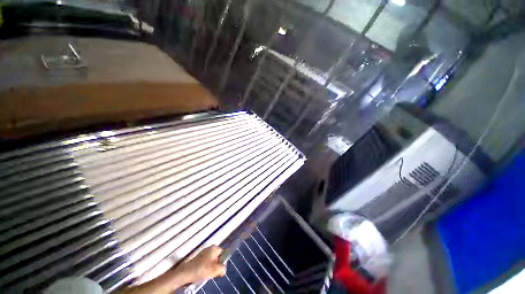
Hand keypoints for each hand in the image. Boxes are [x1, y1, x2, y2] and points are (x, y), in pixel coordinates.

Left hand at [177, 246, 226, 283]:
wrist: (186, 273)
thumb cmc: (202, 269)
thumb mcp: (216, 270)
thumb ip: (223, 268)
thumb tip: (223, 269)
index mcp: (215, 248)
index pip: (224, 252)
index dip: (224, 261)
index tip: (220, 268)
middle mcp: (210, 247)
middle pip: (218, 256)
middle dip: (217, 264)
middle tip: (214, 272)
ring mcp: (203, 252)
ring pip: (212, 259)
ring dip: (211, 266)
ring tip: (207, 273)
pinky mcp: (198, 257)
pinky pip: (206, 261)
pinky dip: (206, 266)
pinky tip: (203, 272)